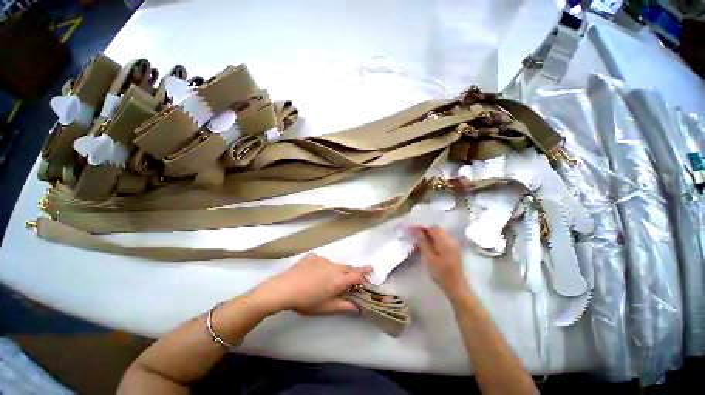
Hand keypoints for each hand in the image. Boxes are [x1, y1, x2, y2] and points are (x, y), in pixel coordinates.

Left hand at [255, 253, 370, 315]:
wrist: (284, 288)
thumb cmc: (306, 301)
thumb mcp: (326, 307)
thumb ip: (343, 306)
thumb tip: (358, 308)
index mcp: (339, 280)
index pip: (357, 276)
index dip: (364, 277)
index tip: (369, 277)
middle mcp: (334, 267)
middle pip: (349, 267)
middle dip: (358, 269)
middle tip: (367, 268)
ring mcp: (323, 260)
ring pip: (335, 264)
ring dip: (339, 269)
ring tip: (334, 276)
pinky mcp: (313, 256)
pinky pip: (321, 261)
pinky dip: (322, 266)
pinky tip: (314, 272)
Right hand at [413, 226, 470, 298]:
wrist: (456, 287)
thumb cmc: (441, 273)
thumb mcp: (429, 257)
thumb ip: (423, 242)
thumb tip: (416, 229)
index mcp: (446, 241)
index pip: (433, 227)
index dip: (422, 225)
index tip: (411, 227)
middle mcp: (451, 239)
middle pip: (436, 229)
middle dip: (424, 229)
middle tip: (413, 233)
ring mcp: (453, 244)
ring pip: (438, 234)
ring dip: (428, 235)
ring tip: (417, 238)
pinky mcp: (453, 249)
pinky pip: (441, 239)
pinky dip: (433, 240)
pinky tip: (426, 244)